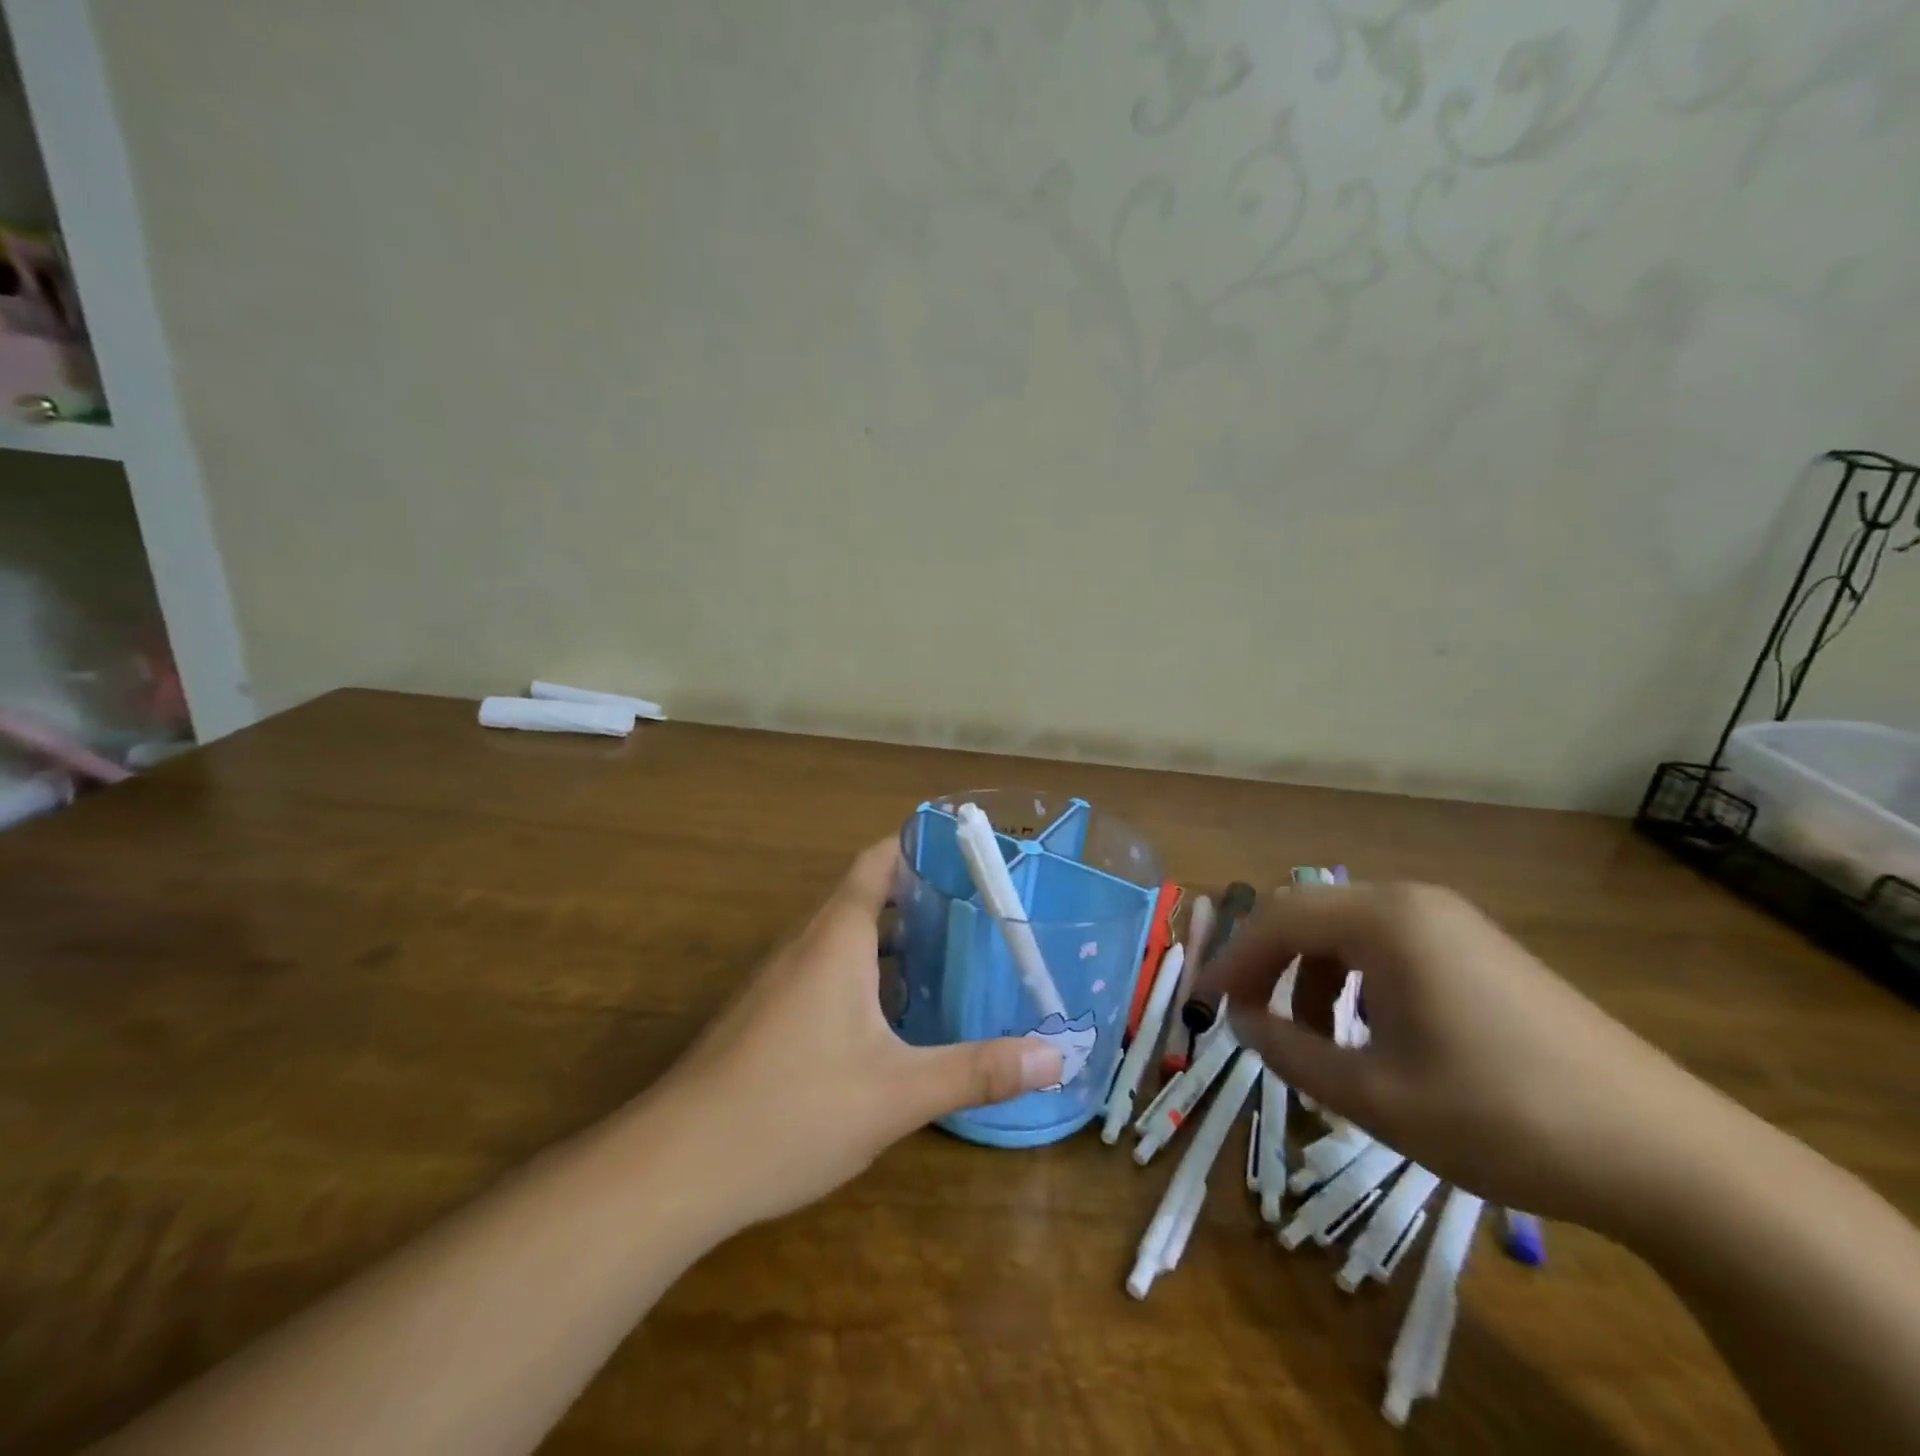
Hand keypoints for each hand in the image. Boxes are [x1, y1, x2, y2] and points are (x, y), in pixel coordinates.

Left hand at [655, 838, 1063, 1230]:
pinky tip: (894, 1015)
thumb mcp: (898, 1093)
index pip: (878, 860)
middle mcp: (805, 944)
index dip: (920, 845)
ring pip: (844, 935)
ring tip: (949, 953)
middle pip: (864, 893)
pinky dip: (865, 970)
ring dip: (892, 936)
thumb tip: (1057, 1058)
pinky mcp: (766, 1013)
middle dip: (919, 894)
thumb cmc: (793, 1110)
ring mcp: (779, 979)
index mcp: (836, 937)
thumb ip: (978, 1071)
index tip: (970, 852)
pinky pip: (825, 968)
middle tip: (980, 908)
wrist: (675, 1167)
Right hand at [1198, 882, 1716, 1231]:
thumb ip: (1288, 1050)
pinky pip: (1389, 949)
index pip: (1277, 919)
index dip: (1230, 961)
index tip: (1200, 1004)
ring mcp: (1453, 923)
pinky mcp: (1480, 951)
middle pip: (1308, 914)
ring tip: (1313, 1042)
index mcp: (1385, 920)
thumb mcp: (1373, 1096)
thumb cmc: (1500, 1116)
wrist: (1667, 1155)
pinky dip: (1355, 982)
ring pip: (1347, 932)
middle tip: (1242, 1015)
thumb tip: (1238, 1020)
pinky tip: (1371, 1036)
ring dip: (1311, 978)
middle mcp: (1413, 902)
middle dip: (1266, 963)